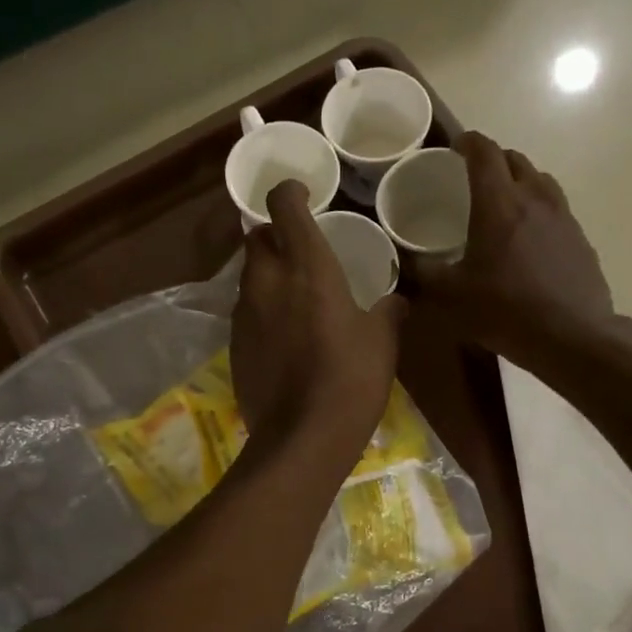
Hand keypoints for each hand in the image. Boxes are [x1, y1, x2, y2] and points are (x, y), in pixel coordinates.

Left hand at [232, 182, 407, 463]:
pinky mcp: (234, 346)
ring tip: (295, 296)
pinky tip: (284, 337)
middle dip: (273, 235)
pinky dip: (262, 312)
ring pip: (249, 277)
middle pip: (256, 238)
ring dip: (268, 275)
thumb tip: (397, 300)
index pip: (283, 207)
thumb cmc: (351, 379)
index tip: (302, 195)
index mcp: (307, 268)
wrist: (302, 438)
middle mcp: (267, 282)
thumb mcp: (382, 341)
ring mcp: (245, 315)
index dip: (289, 192)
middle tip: (299, 250)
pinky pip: (246, 313)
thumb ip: (388, 311)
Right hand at [415, 132, 618, 366]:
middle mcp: (534, 198)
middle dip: (493, 159)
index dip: (468, 142)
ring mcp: (563, 216)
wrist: (571, 336)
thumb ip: (423, 272)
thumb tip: (404, 260)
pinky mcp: (579, 238)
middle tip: (474, 176)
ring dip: (519, 179)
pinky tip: (529, 237)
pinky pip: (555, 207)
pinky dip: (538, 207)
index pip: (484, 153)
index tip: (455, 146)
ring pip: (540, 180)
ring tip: (503, 201)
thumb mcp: (451, 295)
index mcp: (498, 203)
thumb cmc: (505, 310)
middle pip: (514, 160)